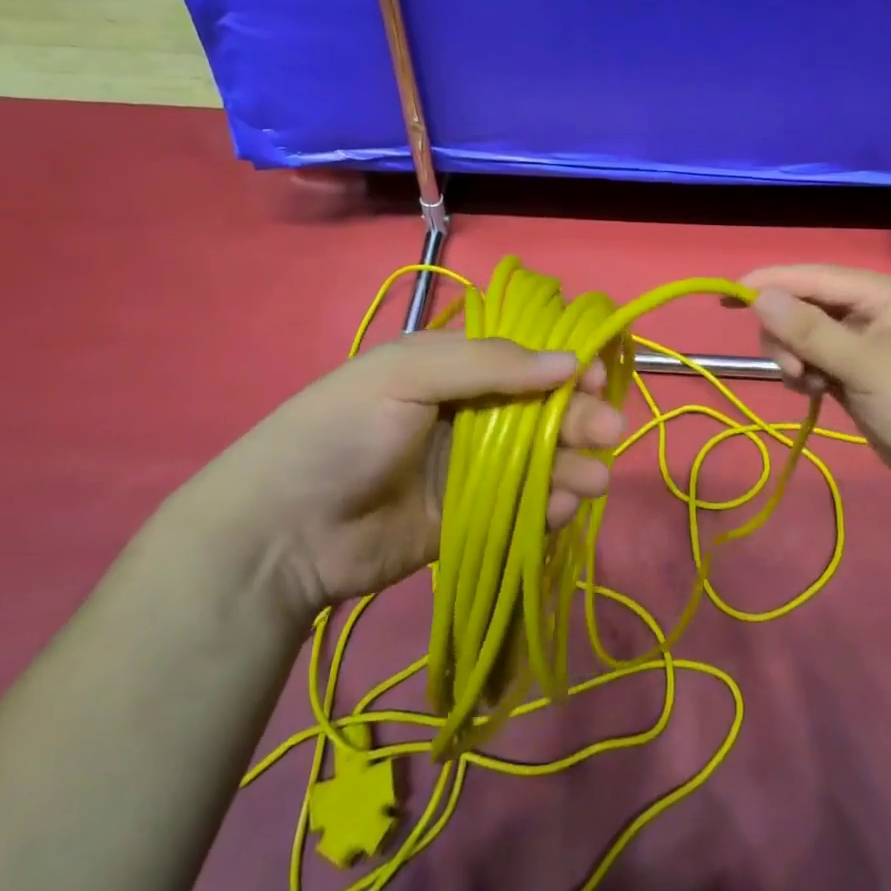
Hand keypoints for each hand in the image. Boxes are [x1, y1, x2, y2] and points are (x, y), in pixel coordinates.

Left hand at [172, 333, 624, 621]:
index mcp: (450, 369)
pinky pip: (520, 509)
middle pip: (539, 411)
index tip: (596, 377)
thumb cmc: (344, 431)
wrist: (282, 531)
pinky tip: (562, 509)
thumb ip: (491, 363)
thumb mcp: (409, 372)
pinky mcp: (465, 521)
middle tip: (608, 433)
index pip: (523, 358)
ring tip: (593, 480)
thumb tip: (571, 360)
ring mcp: (465, 470)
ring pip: (537, 462)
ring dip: (571, 465)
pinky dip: (548, 508)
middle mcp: (464, 414)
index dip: (564, 365)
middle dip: (578, 418)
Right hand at [743, 265, 890, 511]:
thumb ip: (810, 330)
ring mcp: (868, 349)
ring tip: (807, 387)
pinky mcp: (862, 379)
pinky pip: (819, 364)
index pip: (816, 278)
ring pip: (809, 339)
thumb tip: (760, 296)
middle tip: (790, 369)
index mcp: (885, 295)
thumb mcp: (866, 365)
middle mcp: (874, 314)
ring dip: (796, 358)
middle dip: (788, 334)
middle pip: (808, 308)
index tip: (729, 295)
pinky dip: (808, 375)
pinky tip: (814, 394)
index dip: (772, 283)